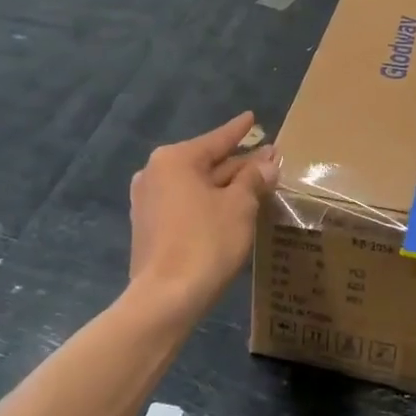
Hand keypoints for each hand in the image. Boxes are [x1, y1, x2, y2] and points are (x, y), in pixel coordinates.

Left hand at [128, 112, 278, 321]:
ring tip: (254, 182)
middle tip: (267, 158)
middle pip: (206, 162)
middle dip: (238, 162)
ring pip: (196, 185)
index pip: (217, 140)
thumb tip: (267, 163)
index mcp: (175, 160)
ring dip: (225, 185)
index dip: (239, 131)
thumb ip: (253, 179)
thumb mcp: (239, 206)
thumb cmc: (206, 242)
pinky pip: (185, 203)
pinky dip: (208, 202)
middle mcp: (155, 173)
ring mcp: (148, 202)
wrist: (165, 299)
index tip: (252, 117)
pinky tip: (229, 207)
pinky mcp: (149, 228)